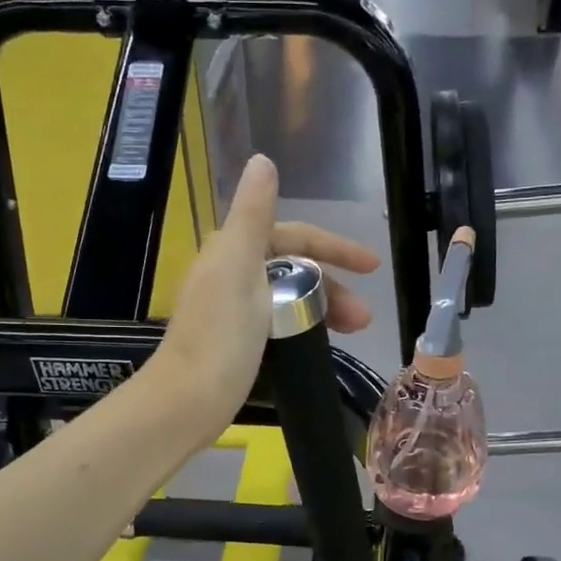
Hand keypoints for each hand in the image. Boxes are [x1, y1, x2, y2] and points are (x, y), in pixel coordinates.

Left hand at [156, 154, 379, 437]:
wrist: (187, 400)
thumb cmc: (220, 336)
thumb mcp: (239, 268)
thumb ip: (253, 215)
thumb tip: (261, 159)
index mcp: (232, 251)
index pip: (294, 237)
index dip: (334, 247)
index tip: (373, 266)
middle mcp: (231, 274)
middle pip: (294, 269)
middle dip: (333, 286)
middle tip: (364, 319)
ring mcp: (233, 309)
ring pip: (289, 297)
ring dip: (324, 307)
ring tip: (354, 333)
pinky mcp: (236, 341)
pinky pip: (280, 322)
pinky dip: (305, 326)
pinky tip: (320, 342)